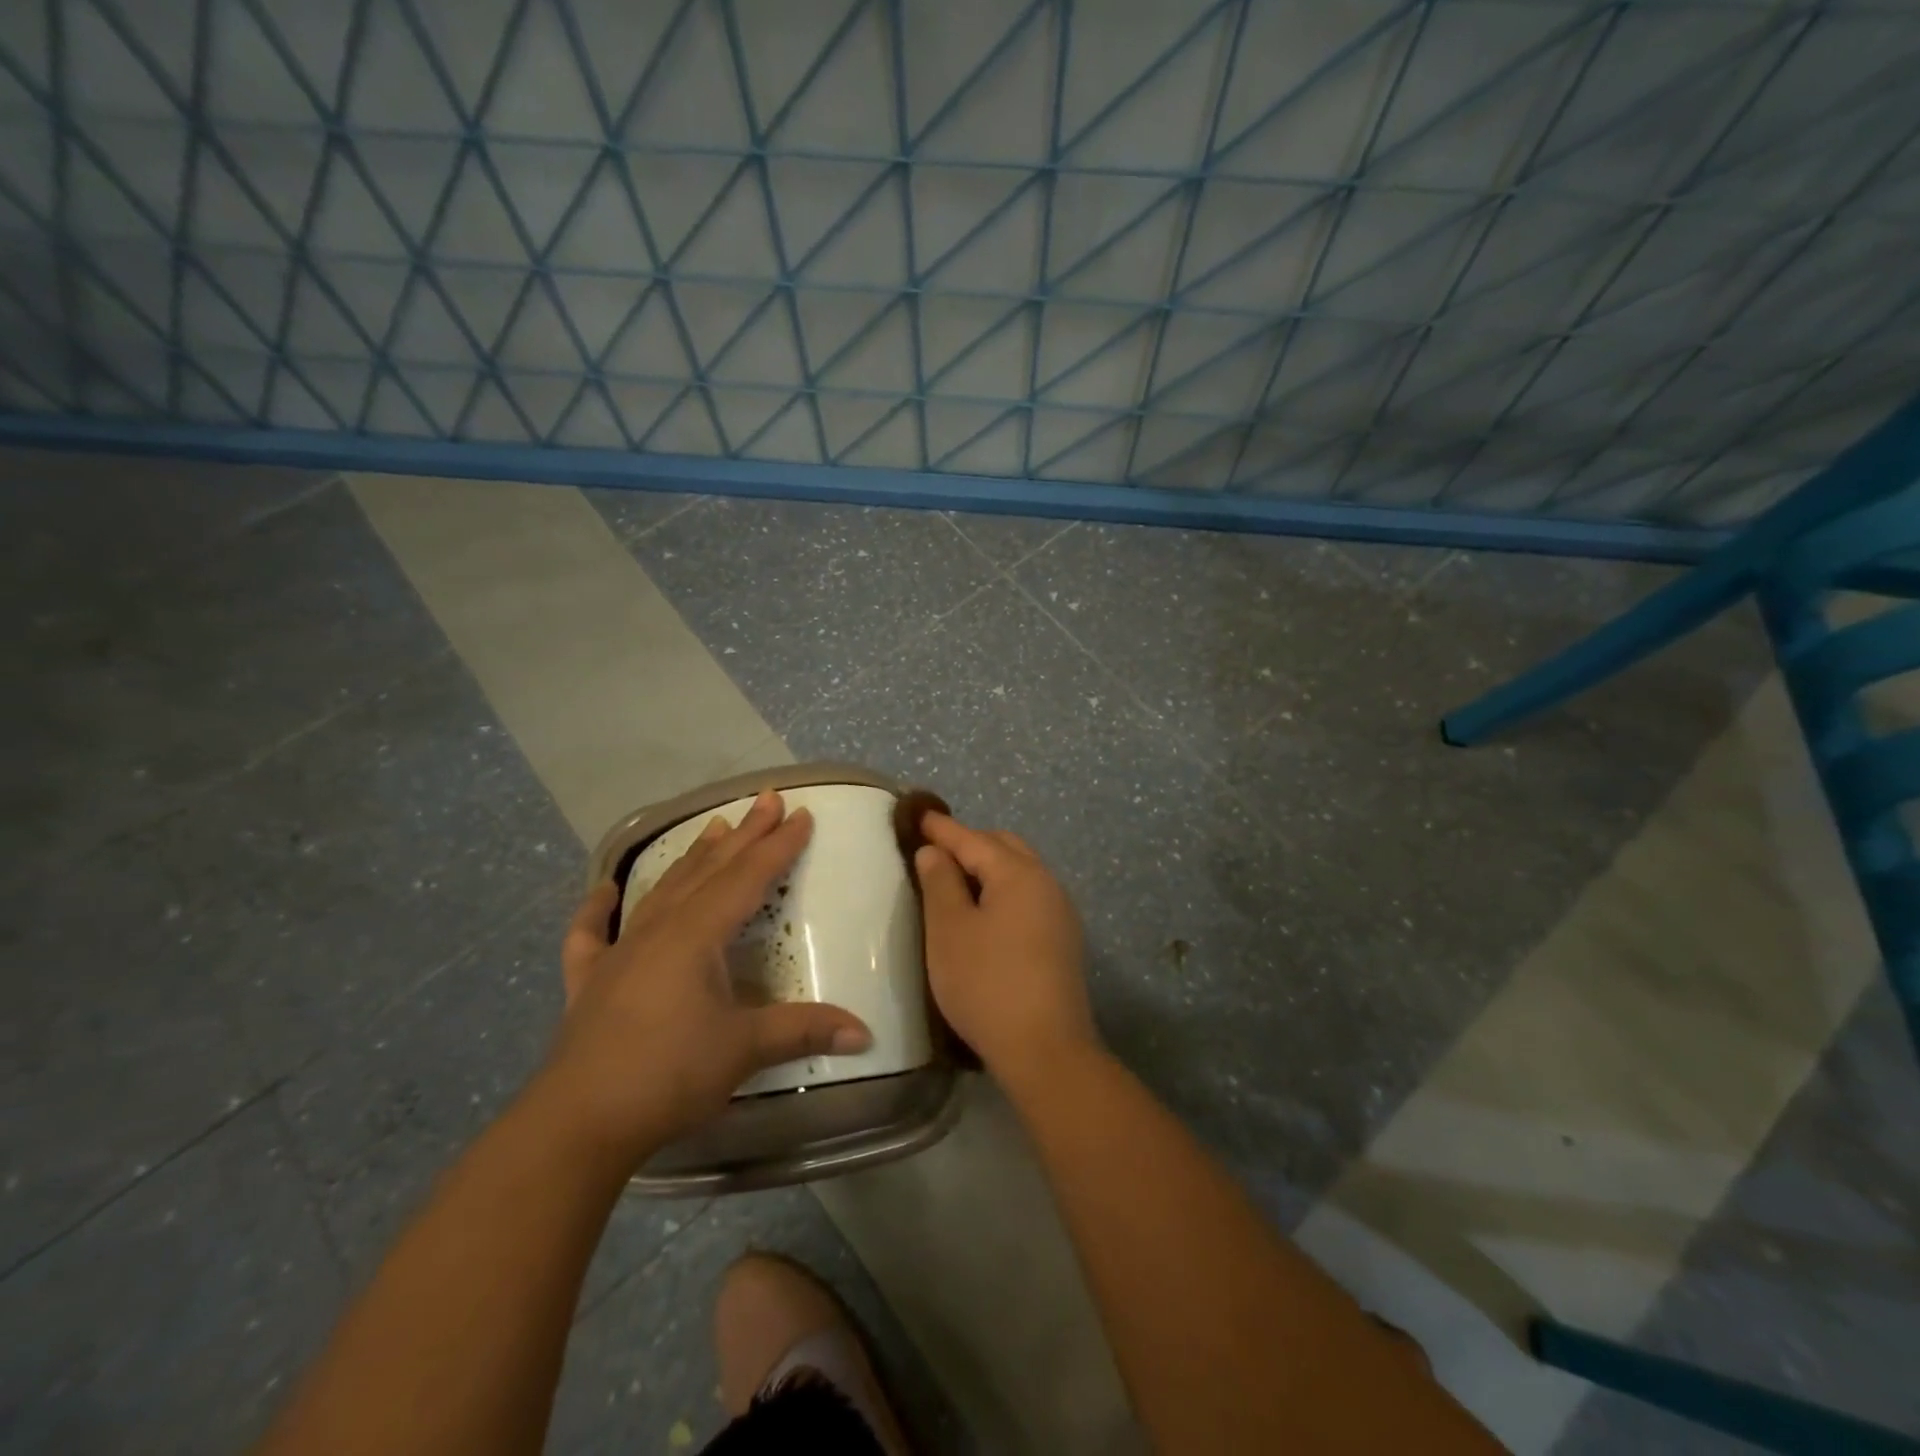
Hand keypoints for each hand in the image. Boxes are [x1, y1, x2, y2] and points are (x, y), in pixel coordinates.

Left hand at [540, 791, 871, 1163]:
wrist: (576, 1123)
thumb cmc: (667, 1075)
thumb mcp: (744, 1050)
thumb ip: (804, 1031)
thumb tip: (866, 1032)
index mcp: (697, 935)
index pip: (748, 878)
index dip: (778, 846)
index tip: (802, 814)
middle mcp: (659, 930)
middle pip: (709, 871)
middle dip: (743, 835)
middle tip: (767, 800)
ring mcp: (618, 953)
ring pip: (663, 891)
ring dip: (692, 858)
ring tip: (713, 827)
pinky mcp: (588, 982)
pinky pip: (591, 934)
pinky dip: (596, 909)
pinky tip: (603, 891)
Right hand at [912, 813, 1097, 1084]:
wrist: (1046, 1050)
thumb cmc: (987, 984)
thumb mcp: (949, 931)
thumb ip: (940, 883)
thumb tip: (936, 851)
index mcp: (1018, 874)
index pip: (973, 839)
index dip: (943, 828)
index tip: (918, 815)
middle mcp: (1046, 883)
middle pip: (1004, 848)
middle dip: (970, 844)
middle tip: (935, 852)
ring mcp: (1060, 912)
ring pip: (1020, 872)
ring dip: (989, 869)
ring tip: (956, 882)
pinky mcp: (1063, 940)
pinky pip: (1028, 897)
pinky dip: (1003, 892)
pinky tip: (985, 914)